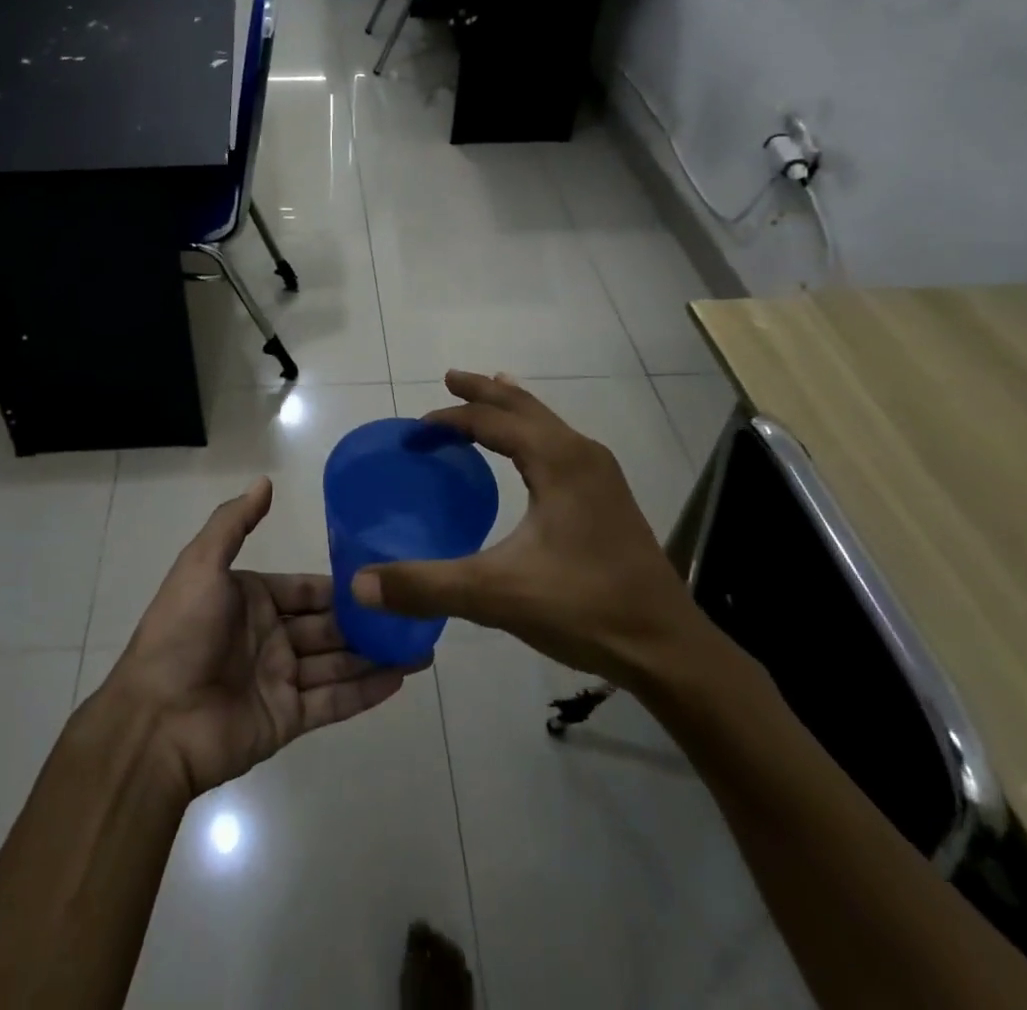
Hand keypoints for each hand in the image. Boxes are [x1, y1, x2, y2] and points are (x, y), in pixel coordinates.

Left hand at [105, 477, 416, 797]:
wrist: (155, 720)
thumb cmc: (181, 632)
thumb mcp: (201, 565)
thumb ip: (234, 523)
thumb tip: (265, 481)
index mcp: (251, 599)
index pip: (305, 588)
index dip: (340, 584)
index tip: (382, 575)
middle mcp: (269, 636)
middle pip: (328, 625)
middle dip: (366, 620)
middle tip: (414, 612)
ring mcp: (280, 679)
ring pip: (338, 662)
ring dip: (376, 654)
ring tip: (422, 648)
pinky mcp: (288, 719)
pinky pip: (334, 701)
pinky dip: (367, 691)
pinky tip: (401, 678)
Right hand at [352, 371, 706, 686]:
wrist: (667, 647)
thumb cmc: (583, 608)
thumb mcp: (496, 595)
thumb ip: (426, 586)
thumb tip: (359, 584)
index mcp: (556, 460)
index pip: (491, 421)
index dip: (450, 420)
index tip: (416, 431)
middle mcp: (580, 453)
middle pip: (524, 407)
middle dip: (484, 392)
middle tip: (450, 378)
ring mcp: (601, 474)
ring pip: (547, 422)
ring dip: (513, 408)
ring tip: (489, 393)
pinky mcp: (609, 497)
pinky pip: (561, 443)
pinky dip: (534, 432)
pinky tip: (530, 453)